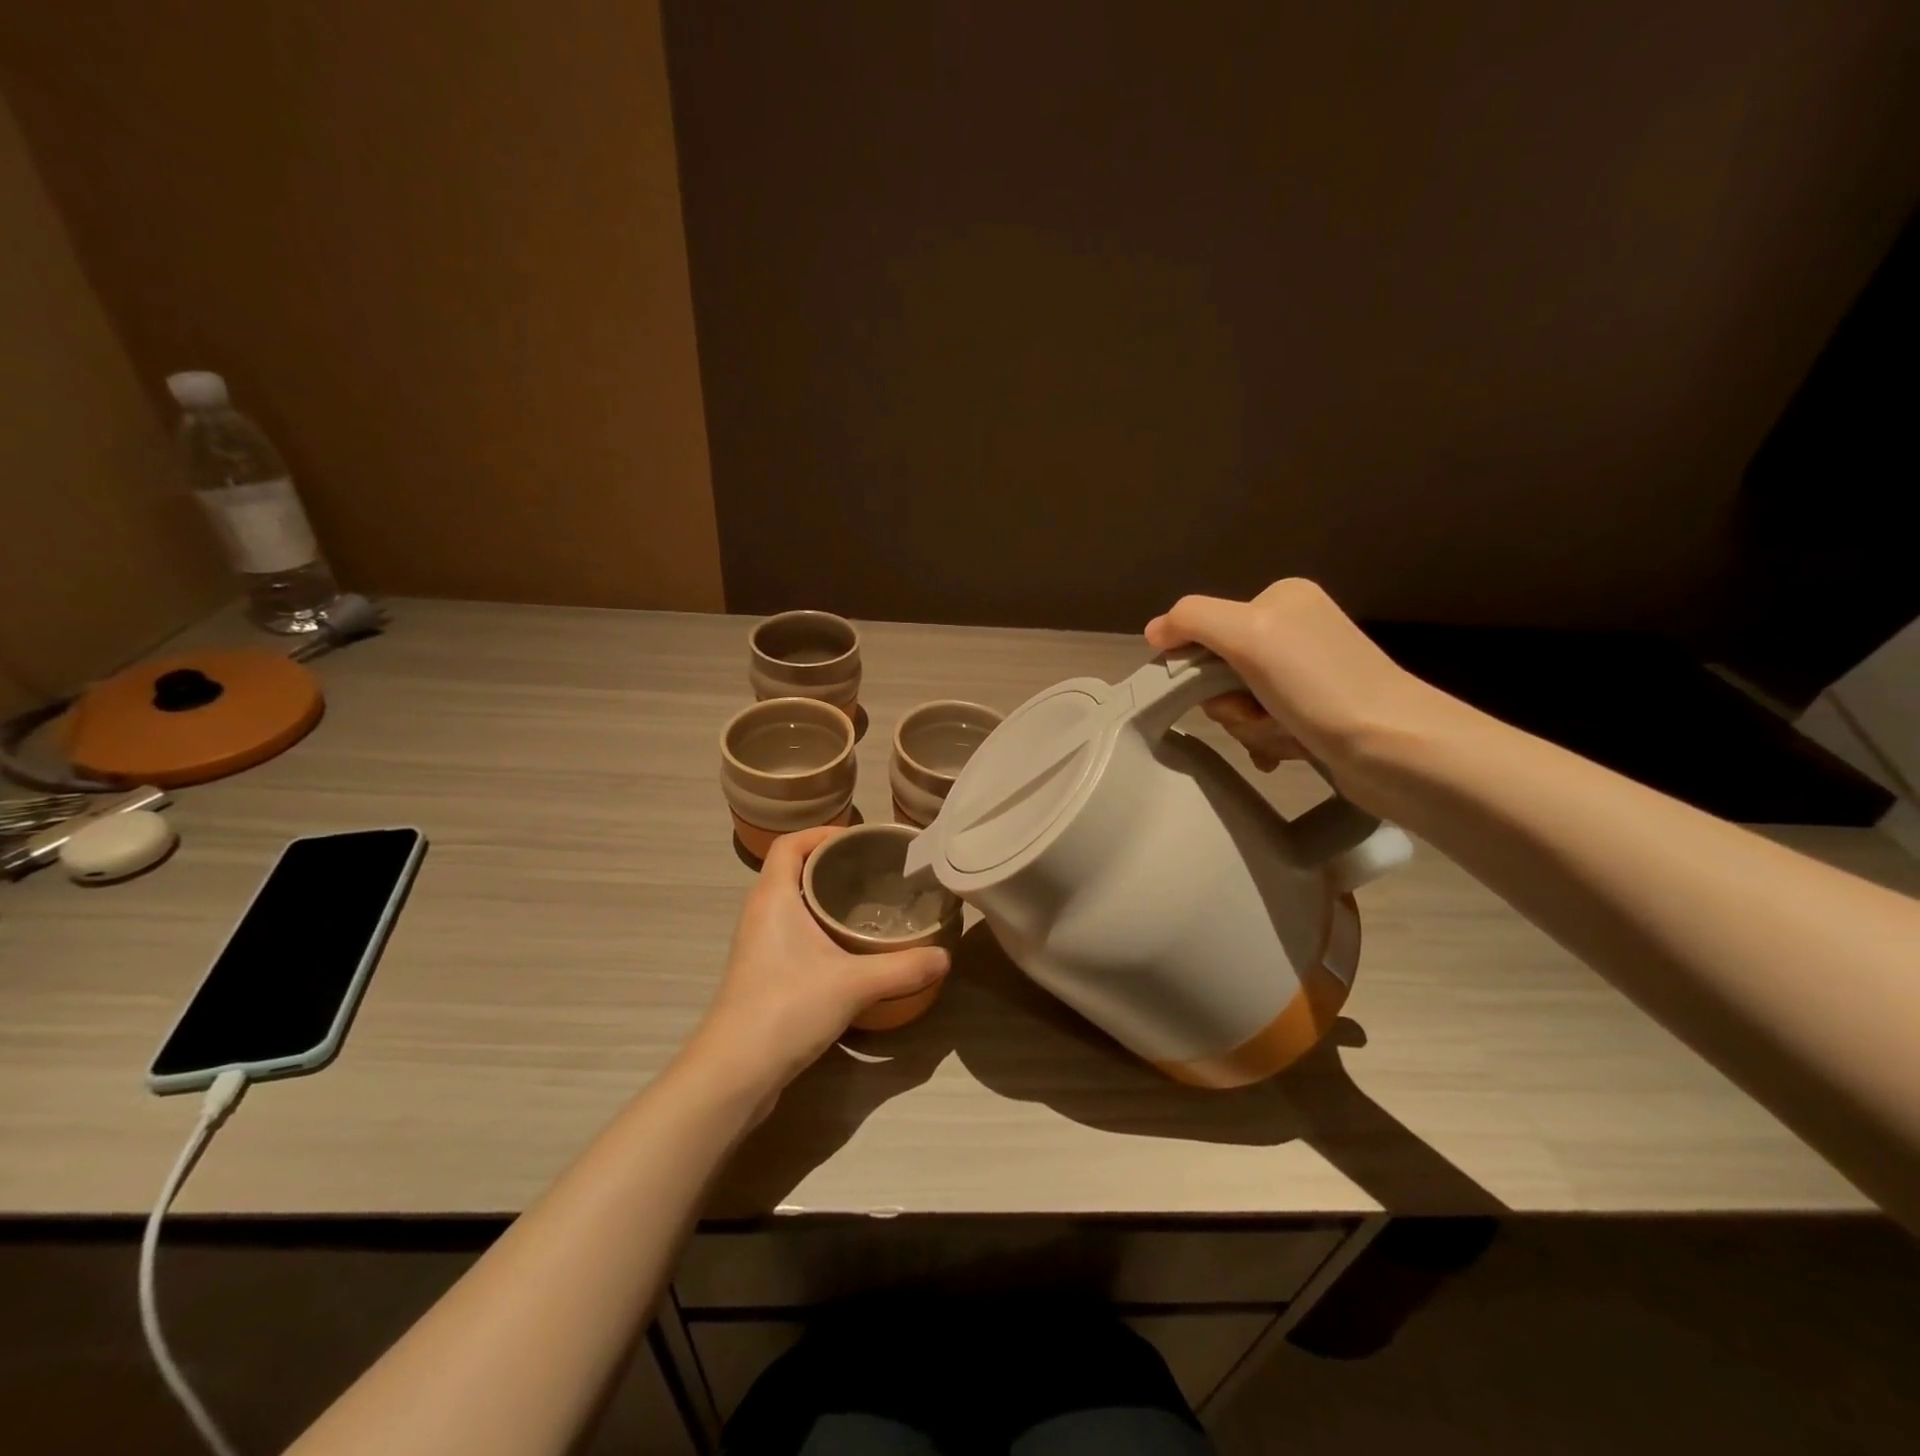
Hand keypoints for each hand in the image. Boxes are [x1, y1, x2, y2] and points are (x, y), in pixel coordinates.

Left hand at [683, 826, 951, 1101]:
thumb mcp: (855, 984)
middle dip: (833, 865)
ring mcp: (758, 945)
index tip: (861, 840)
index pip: (790, 843)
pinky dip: (819, 928)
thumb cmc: (787, 1008)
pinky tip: (849, 949)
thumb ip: (903, 967)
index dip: (823, 833)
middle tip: (876, 872)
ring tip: (869, 906)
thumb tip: (945, 957)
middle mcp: (760, 913)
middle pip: (793, 870)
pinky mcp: (762, 973)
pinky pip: (792, 933)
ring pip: (793, 904)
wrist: (734, 1073)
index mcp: (773, 897)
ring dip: (825, 898)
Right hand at [1144, 579, 1440, 796]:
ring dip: (1251, 726)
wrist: (1395, 747)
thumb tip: (1154, 631)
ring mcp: (1308, 674)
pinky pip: (1265, 725)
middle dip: (1231, 703)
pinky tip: (1284, 752)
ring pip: (1240, 703)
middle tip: (1256, 713)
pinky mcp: (1318, 713)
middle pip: (1221, 670)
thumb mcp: (1247, 633)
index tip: (1220, 690)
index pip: (1206, 629)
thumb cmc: (1317, 684)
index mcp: (1281, 599)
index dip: (1199, 667)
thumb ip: (1192, 620)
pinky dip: (1268, 741)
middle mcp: (1296, 630)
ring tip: (1283, 735)